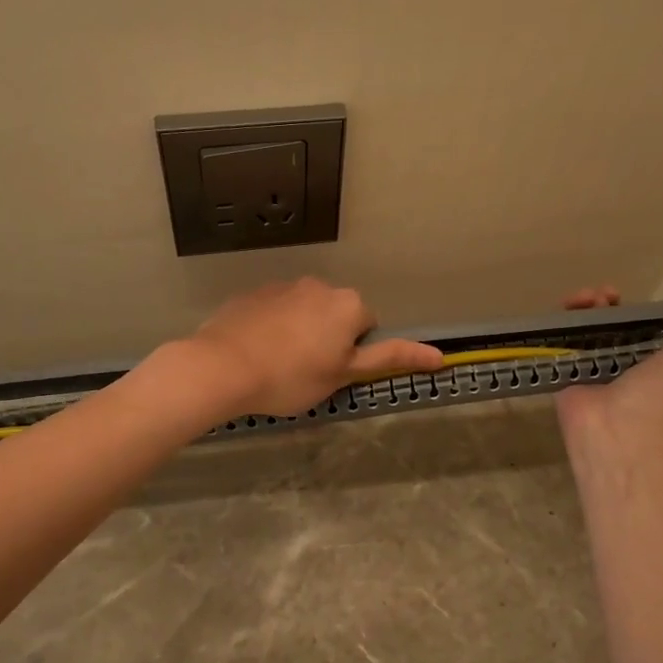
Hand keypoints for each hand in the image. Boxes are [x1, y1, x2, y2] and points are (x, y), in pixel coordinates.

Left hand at [179, 277, 443, 417]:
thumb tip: (440, 356)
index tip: (331, 372)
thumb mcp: (344, 374)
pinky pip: (274, 310)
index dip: (352, 354)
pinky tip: (256, 351)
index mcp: (348, 304)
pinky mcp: (253, 293)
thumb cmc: (291, 377)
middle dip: (328, 337)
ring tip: (277, 363)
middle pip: (336, 315)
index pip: (368, 327)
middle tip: (307, 371)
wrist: (223, 367)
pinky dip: (272, 326)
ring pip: (304, 311)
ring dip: (300, 330)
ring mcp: (283, 286)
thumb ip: (390, 359)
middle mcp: (320, 286)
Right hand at [555, 276, 662, 439]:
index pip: (640, 322)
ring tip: (582, 300)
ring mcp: (590, 364)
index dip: (635, 303)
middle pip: (608, 320)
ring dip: (583, 304)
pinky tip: (565, 310)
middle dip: (605, 300)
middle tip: (603, 296)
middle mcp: (622, 359)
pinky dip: (559, 320)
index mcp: (654, 356)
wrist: (620, 424)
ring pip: (583, 325)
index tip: (628, 294)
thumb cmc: (662, 387)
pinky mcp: (564, 369)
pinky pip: (558, 339)